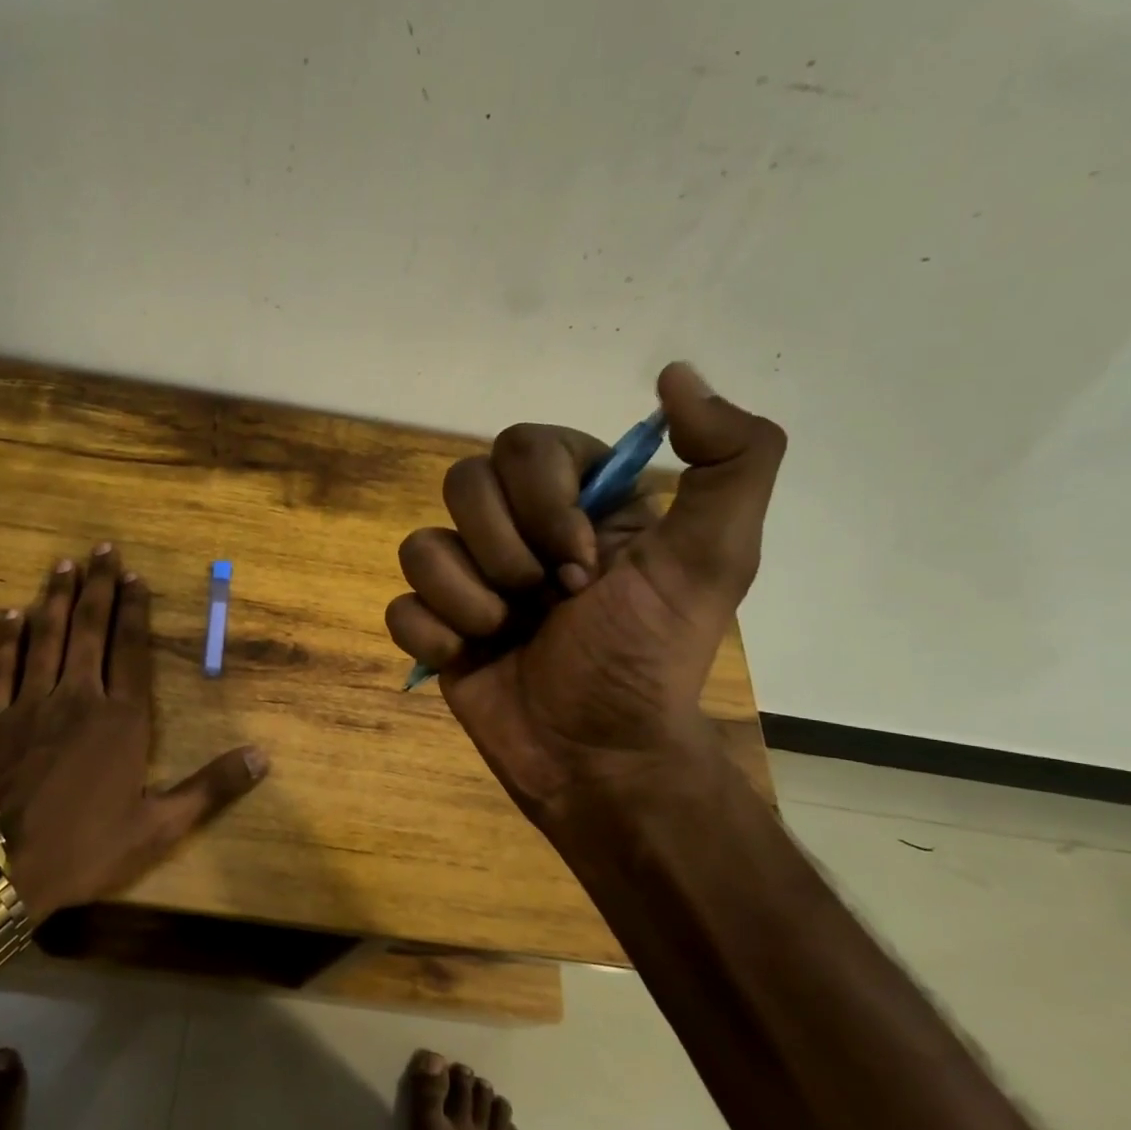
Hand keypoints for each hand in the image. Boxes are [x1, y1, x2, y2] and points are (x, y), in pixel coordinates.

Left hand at [0, 544, 268, 920]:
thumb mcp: (159, 827)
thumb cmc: (84, 848)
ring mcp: (30, 705)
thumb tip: (263, 757)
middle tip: (102, 548)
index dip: (136, 610)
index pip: (133, 650)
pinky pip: (0, 668)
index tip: (135, 576)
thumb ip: (211, 787)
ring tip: (63, 564)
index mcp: (121, 719)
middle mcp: (78, 698)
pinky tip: (10, 614)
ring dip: (55, 598)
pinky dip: (6, 638)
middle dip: (98, 587)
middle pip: (90, 630)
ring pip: (46, 638)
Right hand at [384, 363, 784, 838]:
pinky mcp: (435, 625)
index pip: (522, 444)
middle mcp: (518, 529)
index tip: (582, 562)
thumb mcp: (713, 558)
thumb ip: (731, 458)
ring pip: (420, 543)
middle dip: (504, 551)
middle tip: (548, 601)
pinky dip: (433, 634)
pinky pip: (399, 604)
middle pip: (461, 483)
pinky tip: (469, 658)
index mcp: (577, 501)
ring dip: (468, 597)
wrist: (597, 757)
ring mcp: (470, 578)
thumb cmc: (648, 657)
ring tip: (506, 635)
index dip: (541, 500)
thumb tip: (677, 372)